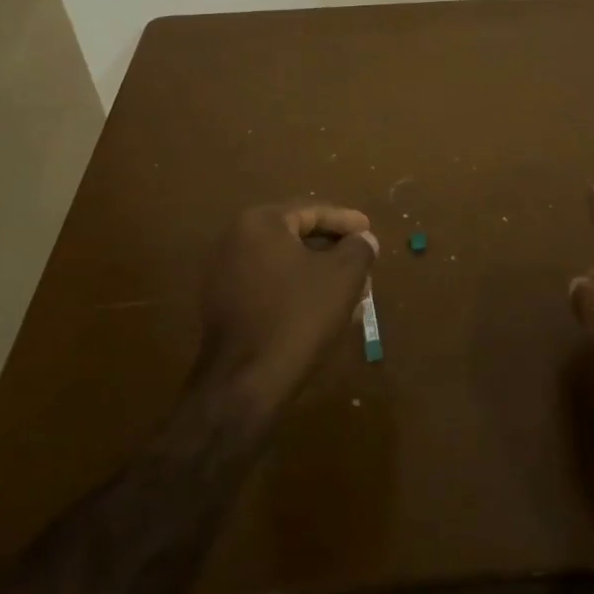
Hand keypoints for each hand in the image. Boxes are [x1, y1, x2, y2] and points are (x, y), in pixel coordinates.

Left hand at [195, 203, 378, 416]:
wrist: (245, 383)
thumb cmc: (298, 317)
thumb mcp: (343, 277)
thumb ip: (358, 248)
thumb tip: (363, 239)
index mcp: (260, 223)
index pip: (311, 211)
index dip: (346, 221)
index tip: (369, 231)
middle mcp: (235, 241)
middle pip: (296, 237)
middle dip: (334, 250)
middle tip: (363, 262)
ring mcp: (224, 275)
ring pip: (285, 265)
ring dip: (319, 274)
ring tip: (351, 290)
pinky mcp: (224, 307)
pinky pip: (270, 287)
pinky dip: (297, 292)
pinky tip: (324, 311)